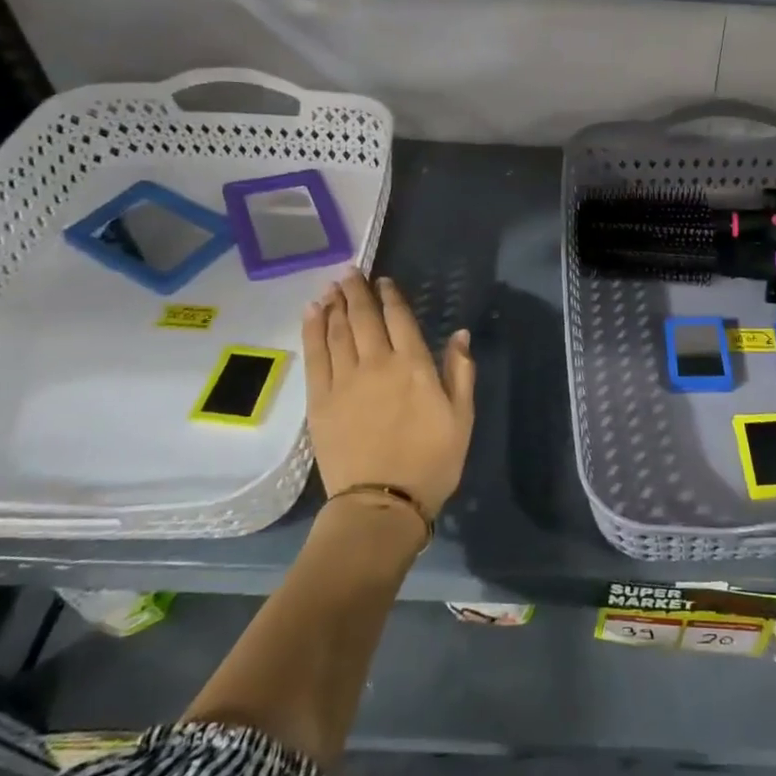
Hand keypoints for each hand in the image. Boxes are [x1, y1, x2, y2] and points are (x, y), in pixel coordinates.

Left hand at [302, 270, 475, 519]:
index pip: (400, 318)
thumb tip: (459, 334)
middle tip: (350, 272)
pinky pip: (315, 354)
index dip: (391, 296)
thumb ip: (460, 372)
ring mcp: (345, 380)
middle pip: (363, 317)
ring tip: (332, 285)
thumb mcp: (462, 417)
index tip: (384, 281)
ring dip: (334, 304)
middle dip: (357, 291)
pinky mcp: (320, 399)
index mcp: (414, 366)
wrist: (382, 504)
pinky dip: (313, 328)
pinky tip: (313, 312)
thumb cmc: (431, 462)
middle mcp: (377, 363)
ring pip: (336, 330)